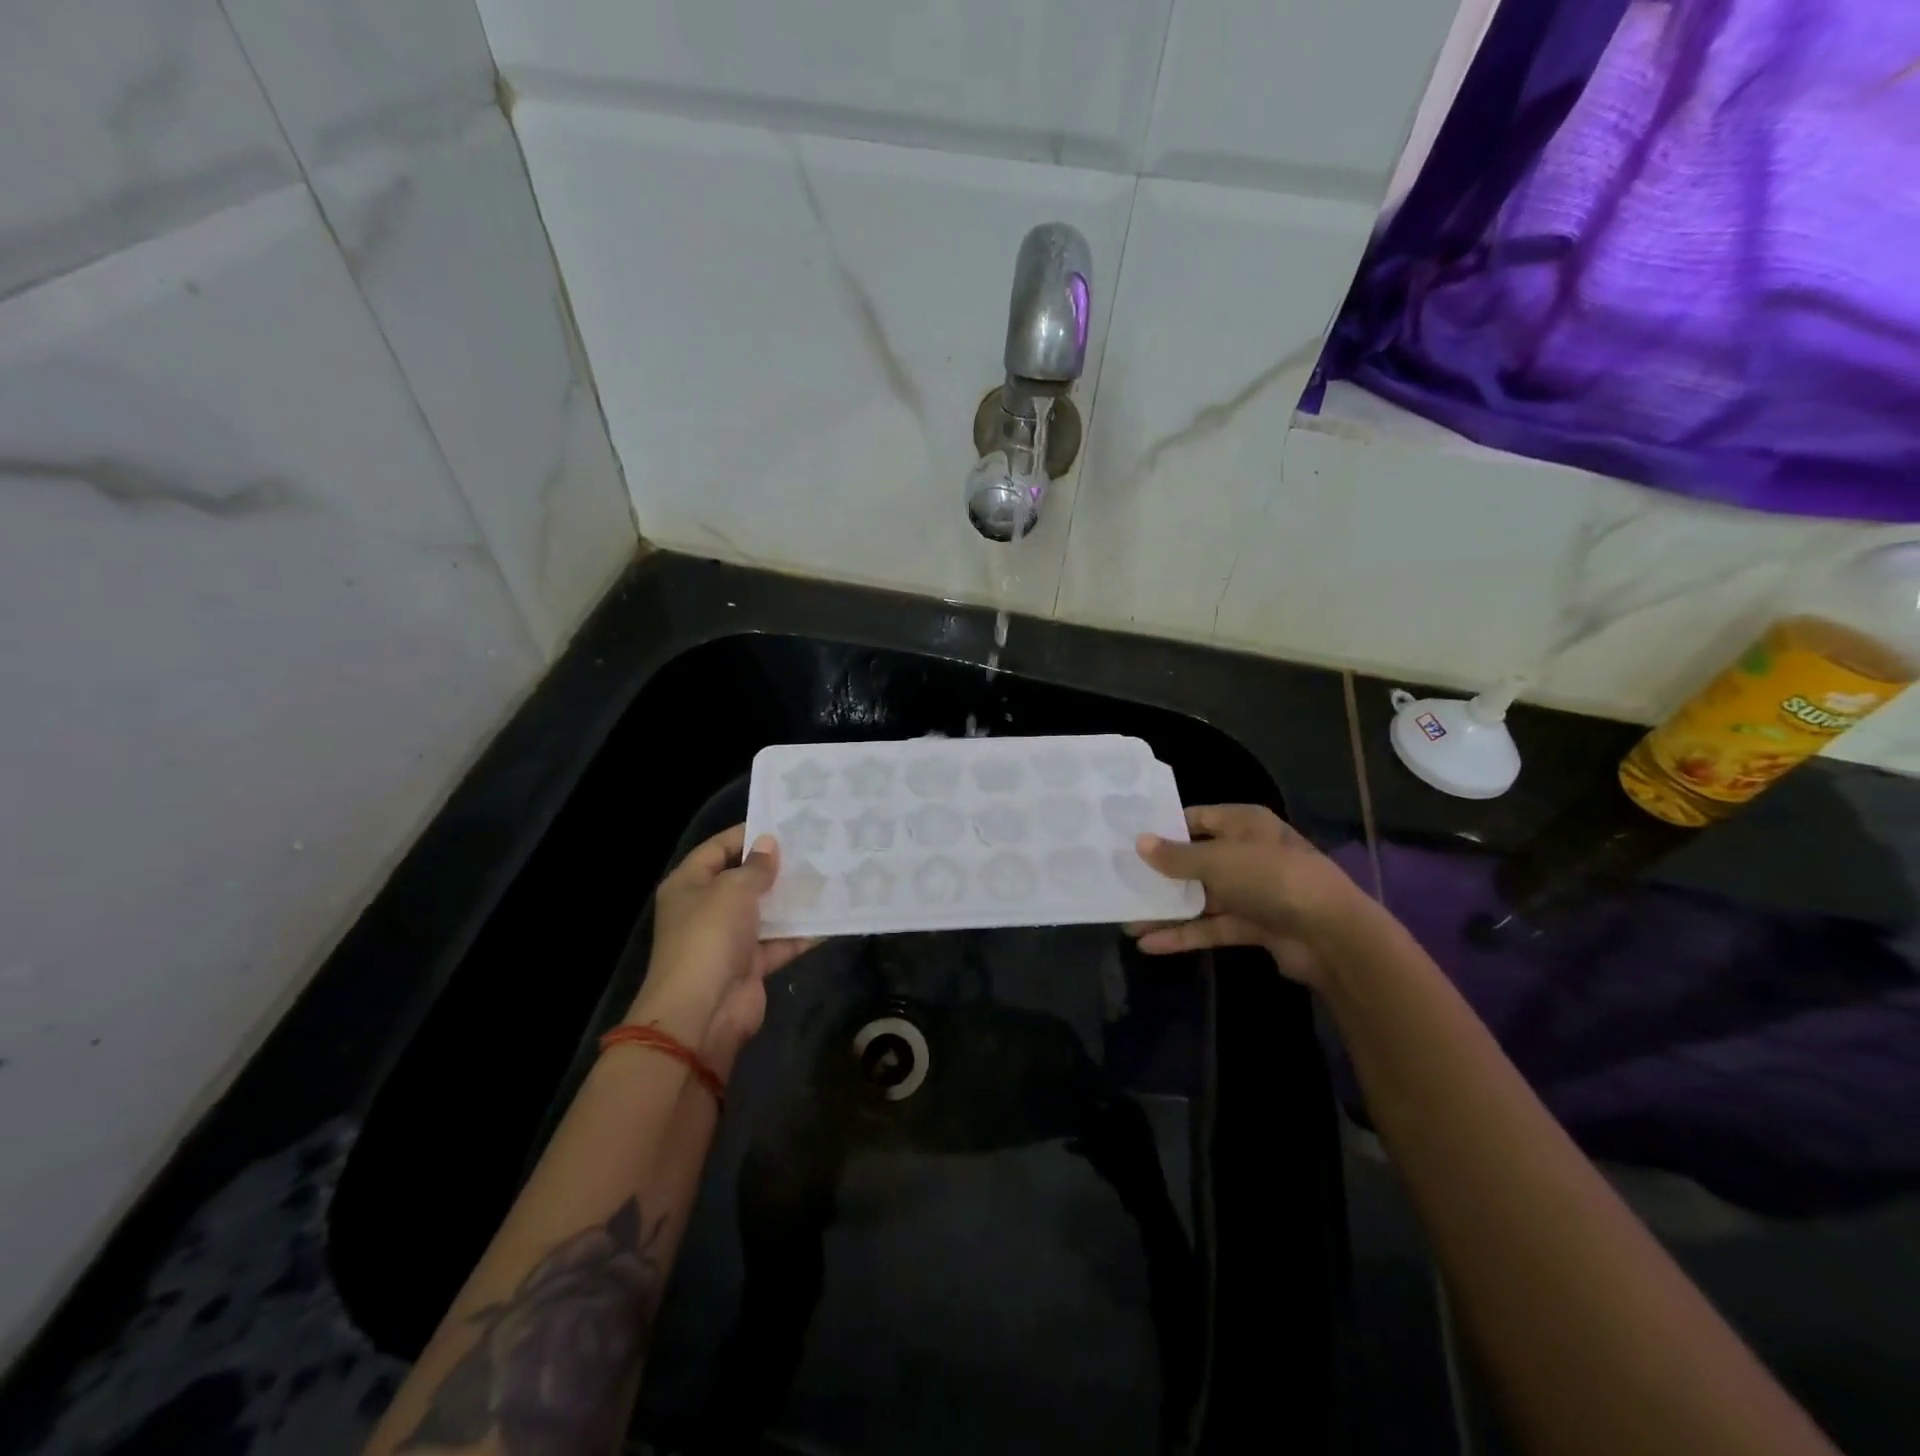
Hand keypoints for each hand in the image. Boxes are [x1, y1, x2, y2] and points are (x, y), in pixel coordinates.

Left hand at [625, 825, 816, 1065]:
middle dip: (776, 866)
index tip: (784, 823)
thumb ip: (755, 867)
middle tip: (815, 847)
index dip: (747, 834)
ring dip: (793, 898)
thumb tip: (769, 844)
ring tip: (829, 874)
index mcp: (689, 885)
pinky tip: (832, 916)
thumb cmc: (710, 937)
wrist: (703, 1013)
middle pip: (744, 879)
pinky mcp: (750, 965)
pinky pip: (780, 942)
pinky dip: (802, 933)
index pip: (718, 848)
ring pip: (766, 911)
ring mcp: (729, 939)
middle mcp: (707, 908)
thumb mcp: (732, 890)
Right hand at [1126, 804, 1373, 986]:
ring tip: (1127, 919)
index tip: (1128, 840)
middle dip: (1160, 875)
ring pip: (1200, 897)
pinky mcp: (1254, 925)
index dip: (1163, 829)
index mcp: (1243, 823)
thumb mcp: (1218, 861)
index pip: (1195, 819)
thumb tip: (1139, 843)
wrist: (1330, 934)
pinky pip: (1211, 926)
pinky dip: (1184, 934)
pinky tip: (1150, 944)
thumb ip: (1176, 856)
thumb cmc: (1271, 877)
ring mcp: (1251, 891)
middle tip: (1120, 881)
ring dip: (1167, 910)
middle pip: (1195, 860)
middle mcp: (1246, 852)